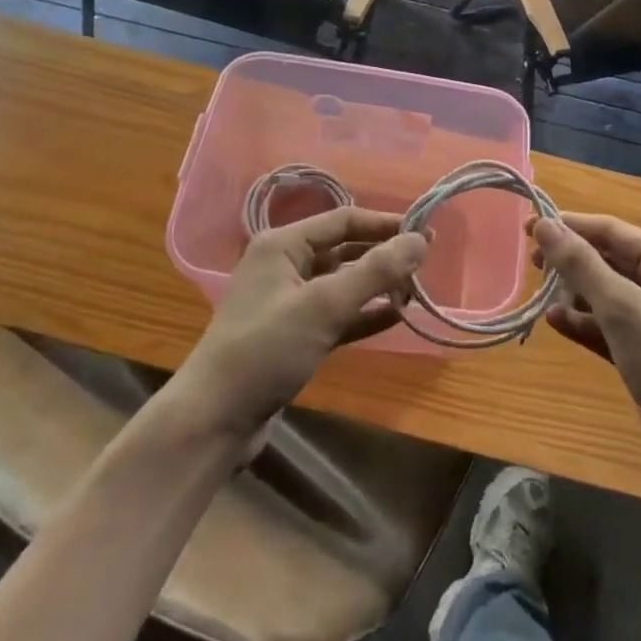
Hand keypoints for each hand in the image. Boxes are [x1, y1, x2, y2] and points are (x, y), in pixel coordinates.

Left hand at [171, 207, 426, 441]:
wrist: (215, 420)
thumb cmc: (266, 349)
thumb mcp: (324, 306)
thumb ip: (375, 271)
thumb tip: (420, 240)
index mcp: (283, 245)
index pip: (343, 220)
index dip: (385, 224)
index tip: (424, 232)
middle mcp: (285, 266)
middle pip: (344, 250)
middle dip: (383, 255)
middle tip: (426, 261)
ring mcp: (288, 302)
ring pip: (342, 283)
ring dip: (377, 285)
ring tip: (415, 290)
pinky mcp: (294, 335)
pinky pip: (337, 314)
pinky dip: (364, 313)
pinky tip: (395, 317)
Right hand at [537, 214, 640, 486]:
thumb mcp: (622, 308)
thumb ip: (580, 264)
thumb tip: (543, 224)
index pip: (611, 230)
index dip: (569, 225)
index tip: (527, 226)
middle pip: (608, 259)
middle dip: (570, 259)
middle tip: (529, 262)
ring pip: (605, 294)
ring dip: (573, 292)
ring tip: (539, 293)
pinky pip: (607, 327)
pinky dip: (583, 322)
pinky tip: (555, 322)